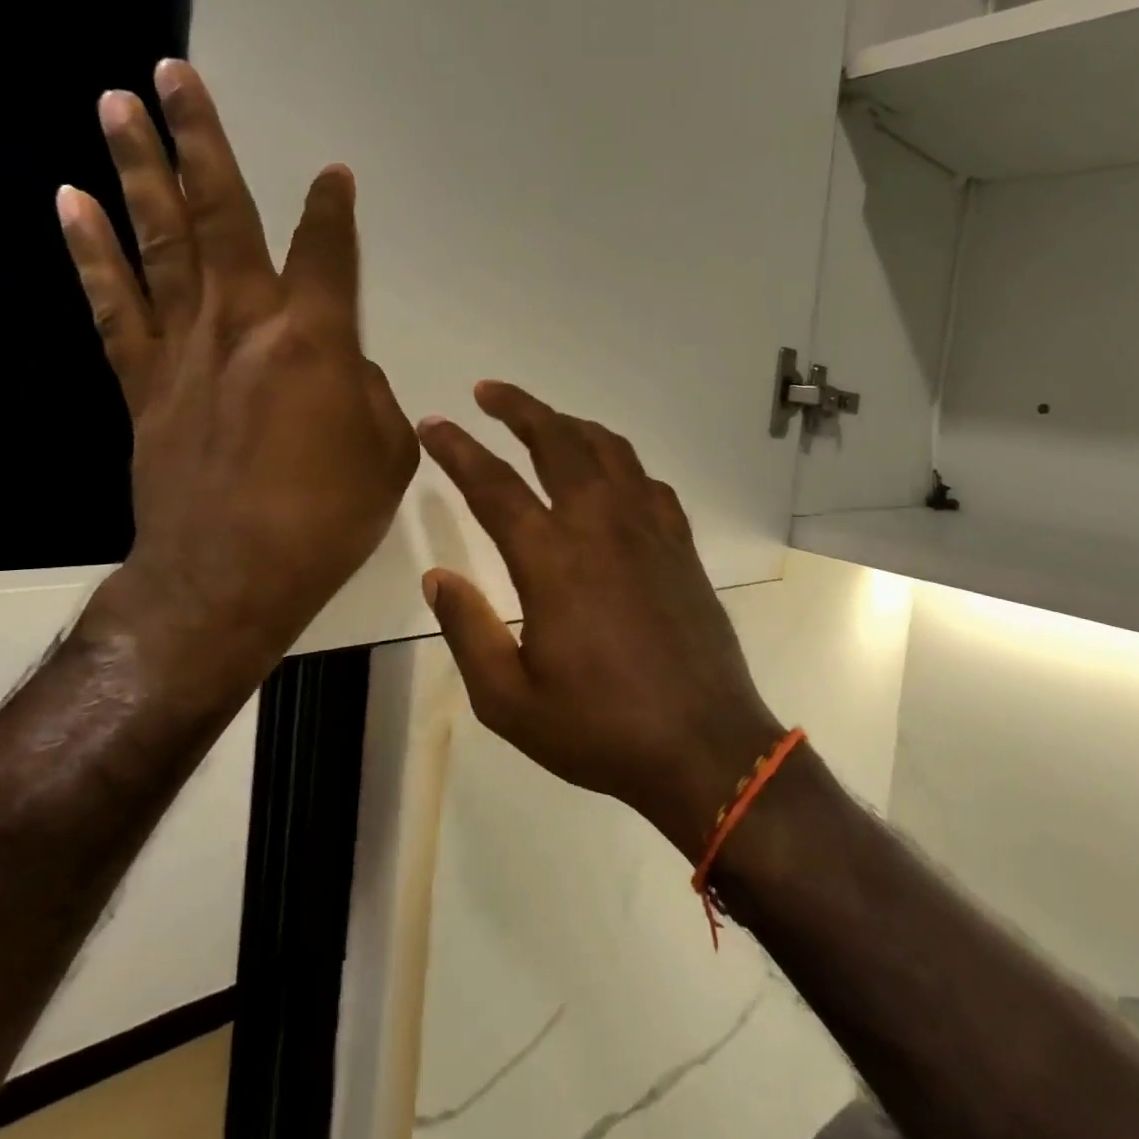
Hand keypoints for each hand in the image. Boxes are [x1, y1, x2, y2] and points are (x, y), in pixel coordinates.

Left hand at [59, 59, 417, 688]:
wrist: (229, 577)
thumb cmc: (326, 518)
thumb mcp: (387, 455)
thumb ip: (372, 395)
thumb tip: (345, 371)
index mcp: (314, 342)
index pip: (327, 252)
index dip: (333, 209)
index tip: (334, 173)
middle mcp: (244, 325)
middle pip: (220, 216)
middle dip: (200, 141)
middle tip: (175, 74)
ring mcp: (184, 349)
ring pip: (158, 242)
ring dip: (138, 170)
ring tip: (117, 105)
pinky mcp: (141, 383)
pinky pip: (113, 306)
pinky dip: (91, 252)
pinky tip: (72, 202)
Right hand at [418, 382, 782, 858]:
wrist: (704, 746)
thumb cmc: (600, 729)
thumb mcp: (509, 701)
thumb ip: (468, 631)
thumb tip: (437, 576)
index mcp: (552, 559)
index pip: (493, 484)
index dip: (458, 448)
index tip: (434, 423)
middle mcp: (601, 525)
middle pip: (557, 440)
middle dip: (518, 407)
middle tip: (488, 391)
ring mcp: (648, 529)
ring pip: (608, 449)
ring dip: (570, 424)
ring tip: (545, 420)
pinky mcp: (680, 543)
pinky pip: (647, 481)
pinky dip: (620, 462)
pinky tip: (611, 475)